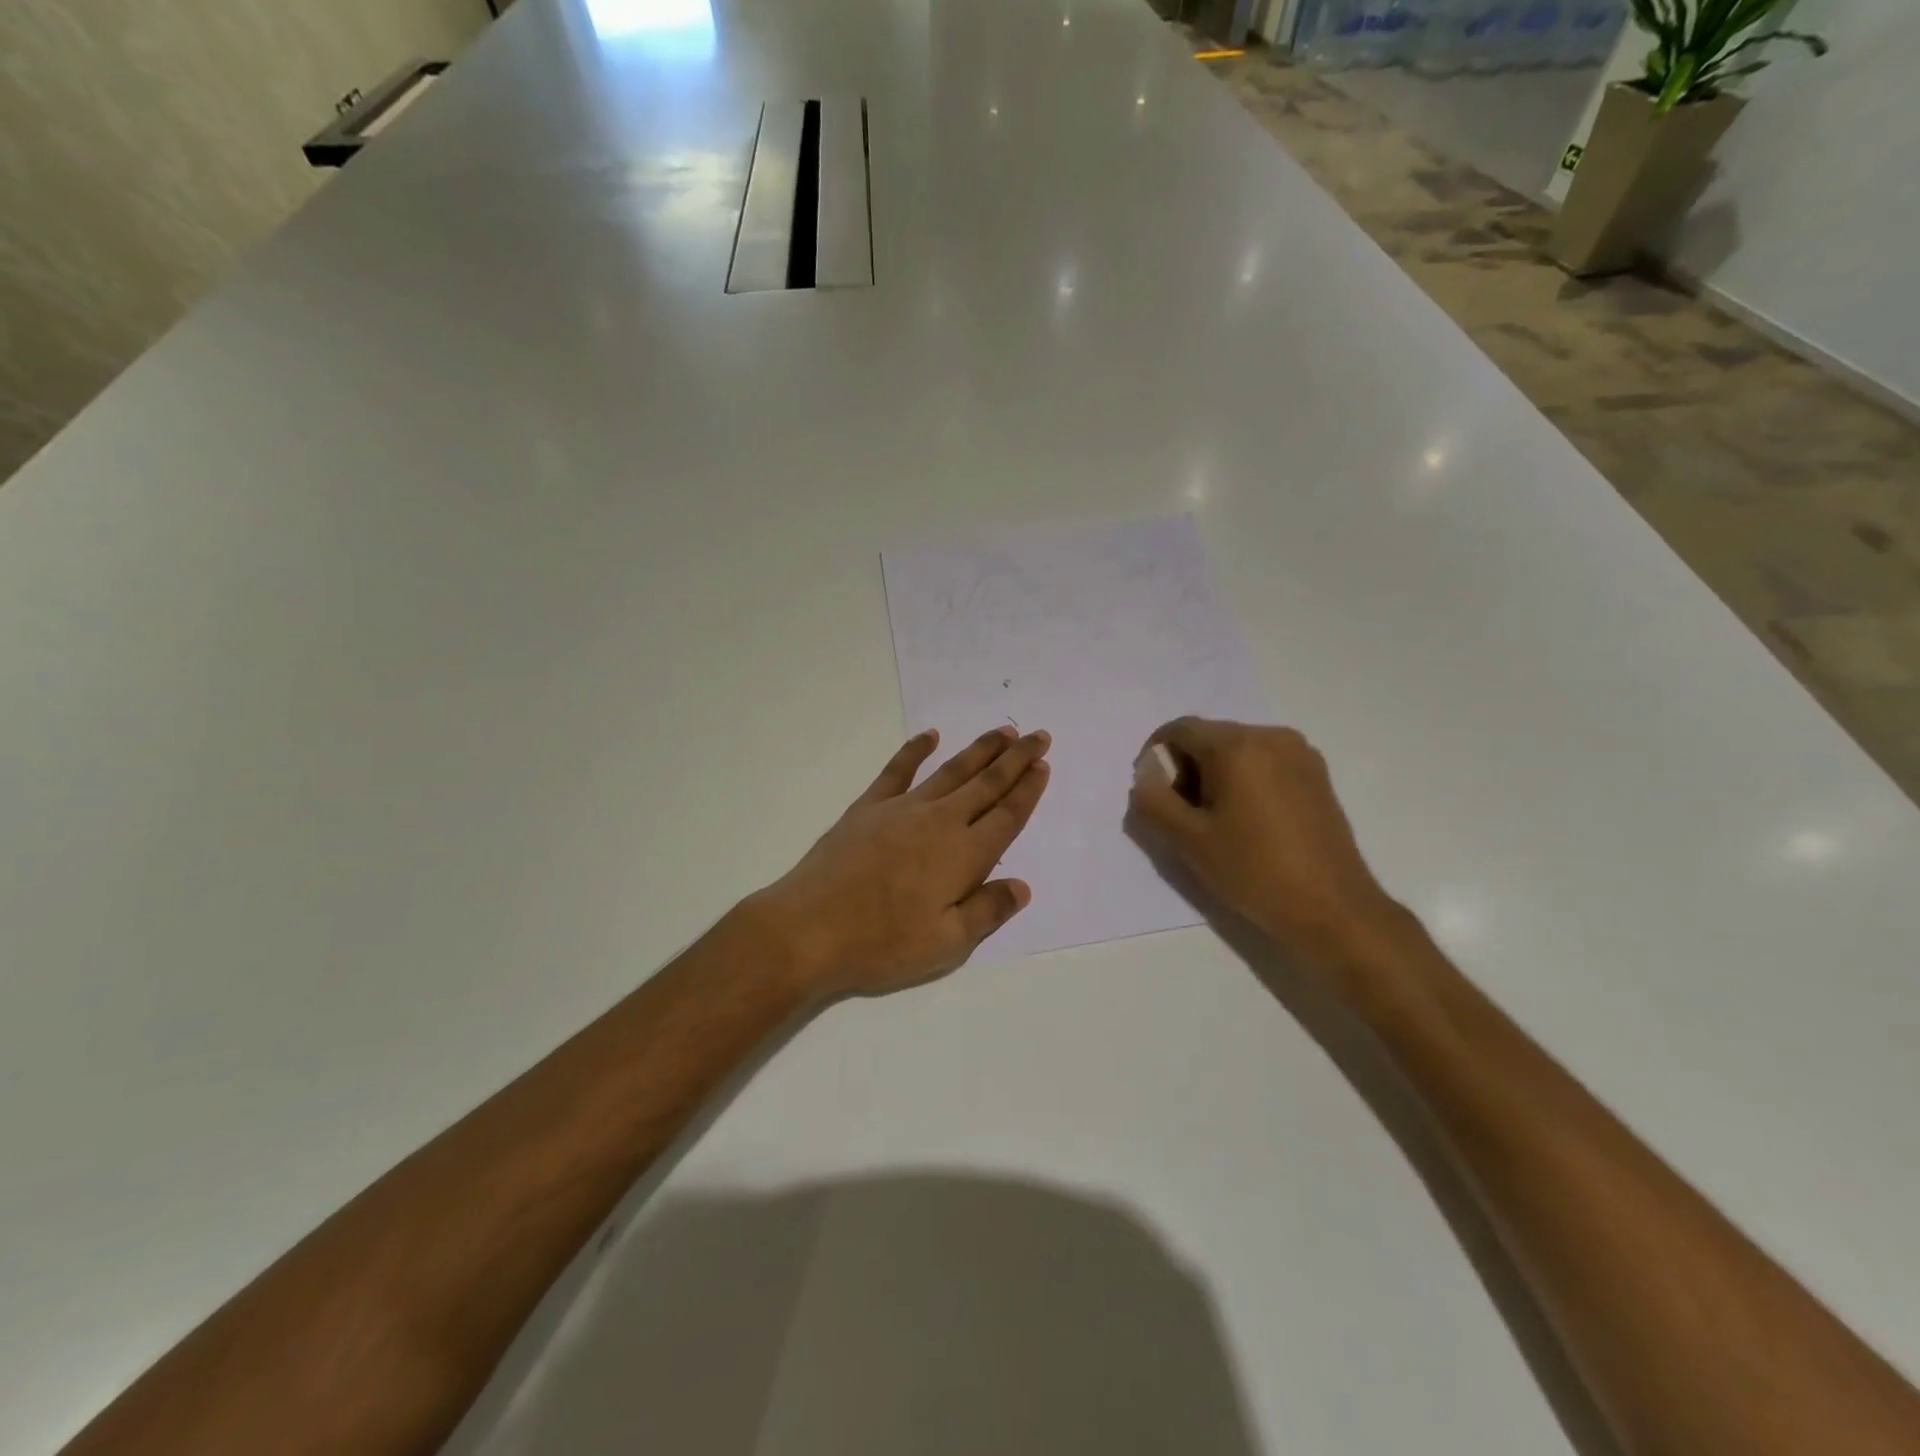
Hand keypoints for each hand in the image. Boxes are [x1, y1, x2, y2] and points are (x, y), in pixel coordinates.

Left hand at [750, 726, 1051, 998]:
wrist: (810, 928)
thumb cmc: (882, 943)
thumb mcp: (946, 945)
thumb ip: (988, 912)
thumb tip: (1021, 886)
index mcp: (963, 855)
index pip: (1007, 816)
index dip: (1028, 790)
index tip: (1043, 766)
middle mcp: (939, 821)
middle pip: (987, 783)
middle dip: (1016, 758)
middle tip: (1038, 735)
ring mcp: (902, 809)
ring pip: (951, 770)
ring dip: (980, 750)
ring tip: (1002, 732)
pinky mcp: (869, 807)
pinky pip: (898, 770)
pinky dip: (915, 750)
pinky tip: (929, 736)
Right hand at [1128, 718, 1404, 962]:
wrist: (1333, 909)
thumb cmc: (1254, 872)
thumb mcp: (1189, 841)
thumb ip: (1154, 801)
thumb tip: (1146, 775)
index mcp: (1237, 746)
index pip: (1179, 730)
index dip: (1155, 756)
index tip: (1154, 795)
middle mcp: (1271, 736)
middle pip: (1209, 737)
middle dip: (1186, 769)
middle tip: (1182, 816)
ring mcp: (1300, 754)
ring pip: (1237, 751)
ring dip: (1214, 776)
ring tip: (1216, 823)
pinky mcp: (1316, 775)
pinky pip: (1264, 763)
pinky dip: (1243, 781)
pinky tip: (1247, 822)